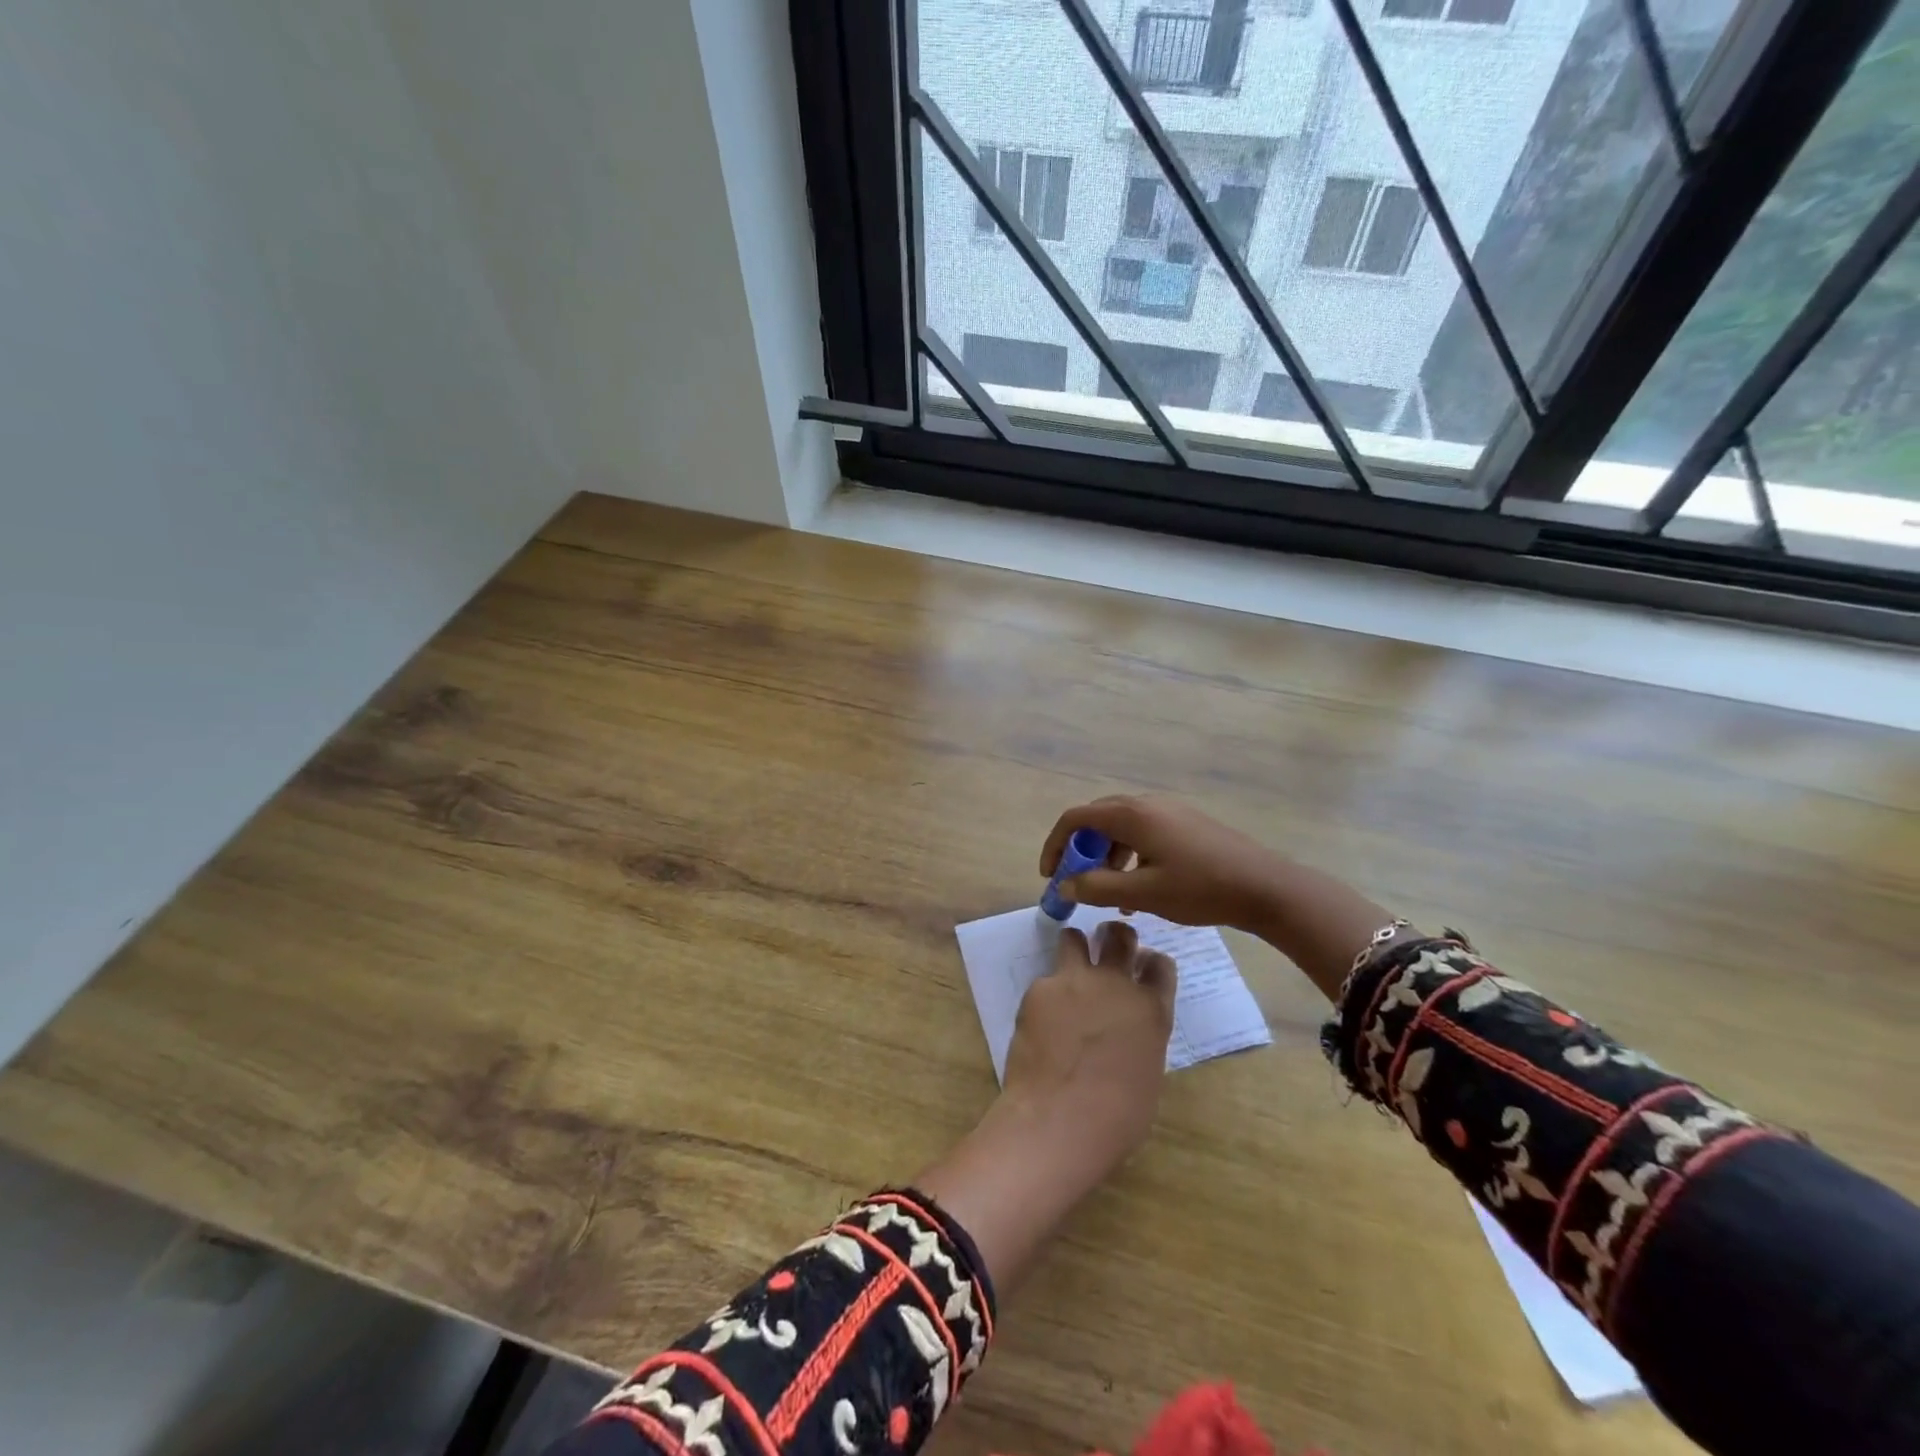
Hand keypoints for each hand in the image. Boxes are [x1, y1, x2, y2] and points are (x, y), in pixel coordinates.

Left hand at [914, 921, 1175, 1294]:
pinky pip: (1045, 980)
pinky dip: (1046, 994)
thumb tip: (1126, 1032)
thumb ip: (1140, 1038)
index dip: (1151, 963)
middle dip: (1116, 937)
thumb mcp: (1146, 1073)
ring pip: (1074, 938)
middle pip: (1120, 937)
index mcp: (1151, 1010)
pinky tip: (1041, 1020)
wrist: (1060, 1120)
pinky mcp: (1040, 989)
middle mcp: (1116, 984)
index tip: (1143, 966)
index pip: (1160, 965)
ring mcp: (1075, 981)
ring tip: (1070, 966)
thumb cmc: (1117, 1118)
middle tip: (1109, 945)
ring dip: (1075, 947)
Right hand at [1040, 795, 1291, 932]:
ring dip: (1106, 856)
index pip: (1076, 818)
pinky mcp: (1185, 823)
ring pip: (1121, 827)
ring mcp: (1169, 811)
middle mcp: (1147, 804)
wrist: (1265, 887)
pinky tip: (1140, 888)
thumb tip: (1066, 885)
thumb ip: (1098, 888)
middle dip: (1080, 851)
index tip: (1051, 875)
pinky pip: (1143, 832)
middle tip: (1077, 883)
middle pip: (1097, 819)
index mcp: (1133, 815)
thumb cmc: (1200, 889)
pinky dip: (1129, 855)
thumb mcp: (1143, 893)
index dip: (1056, 844)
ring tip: (1112, 894)